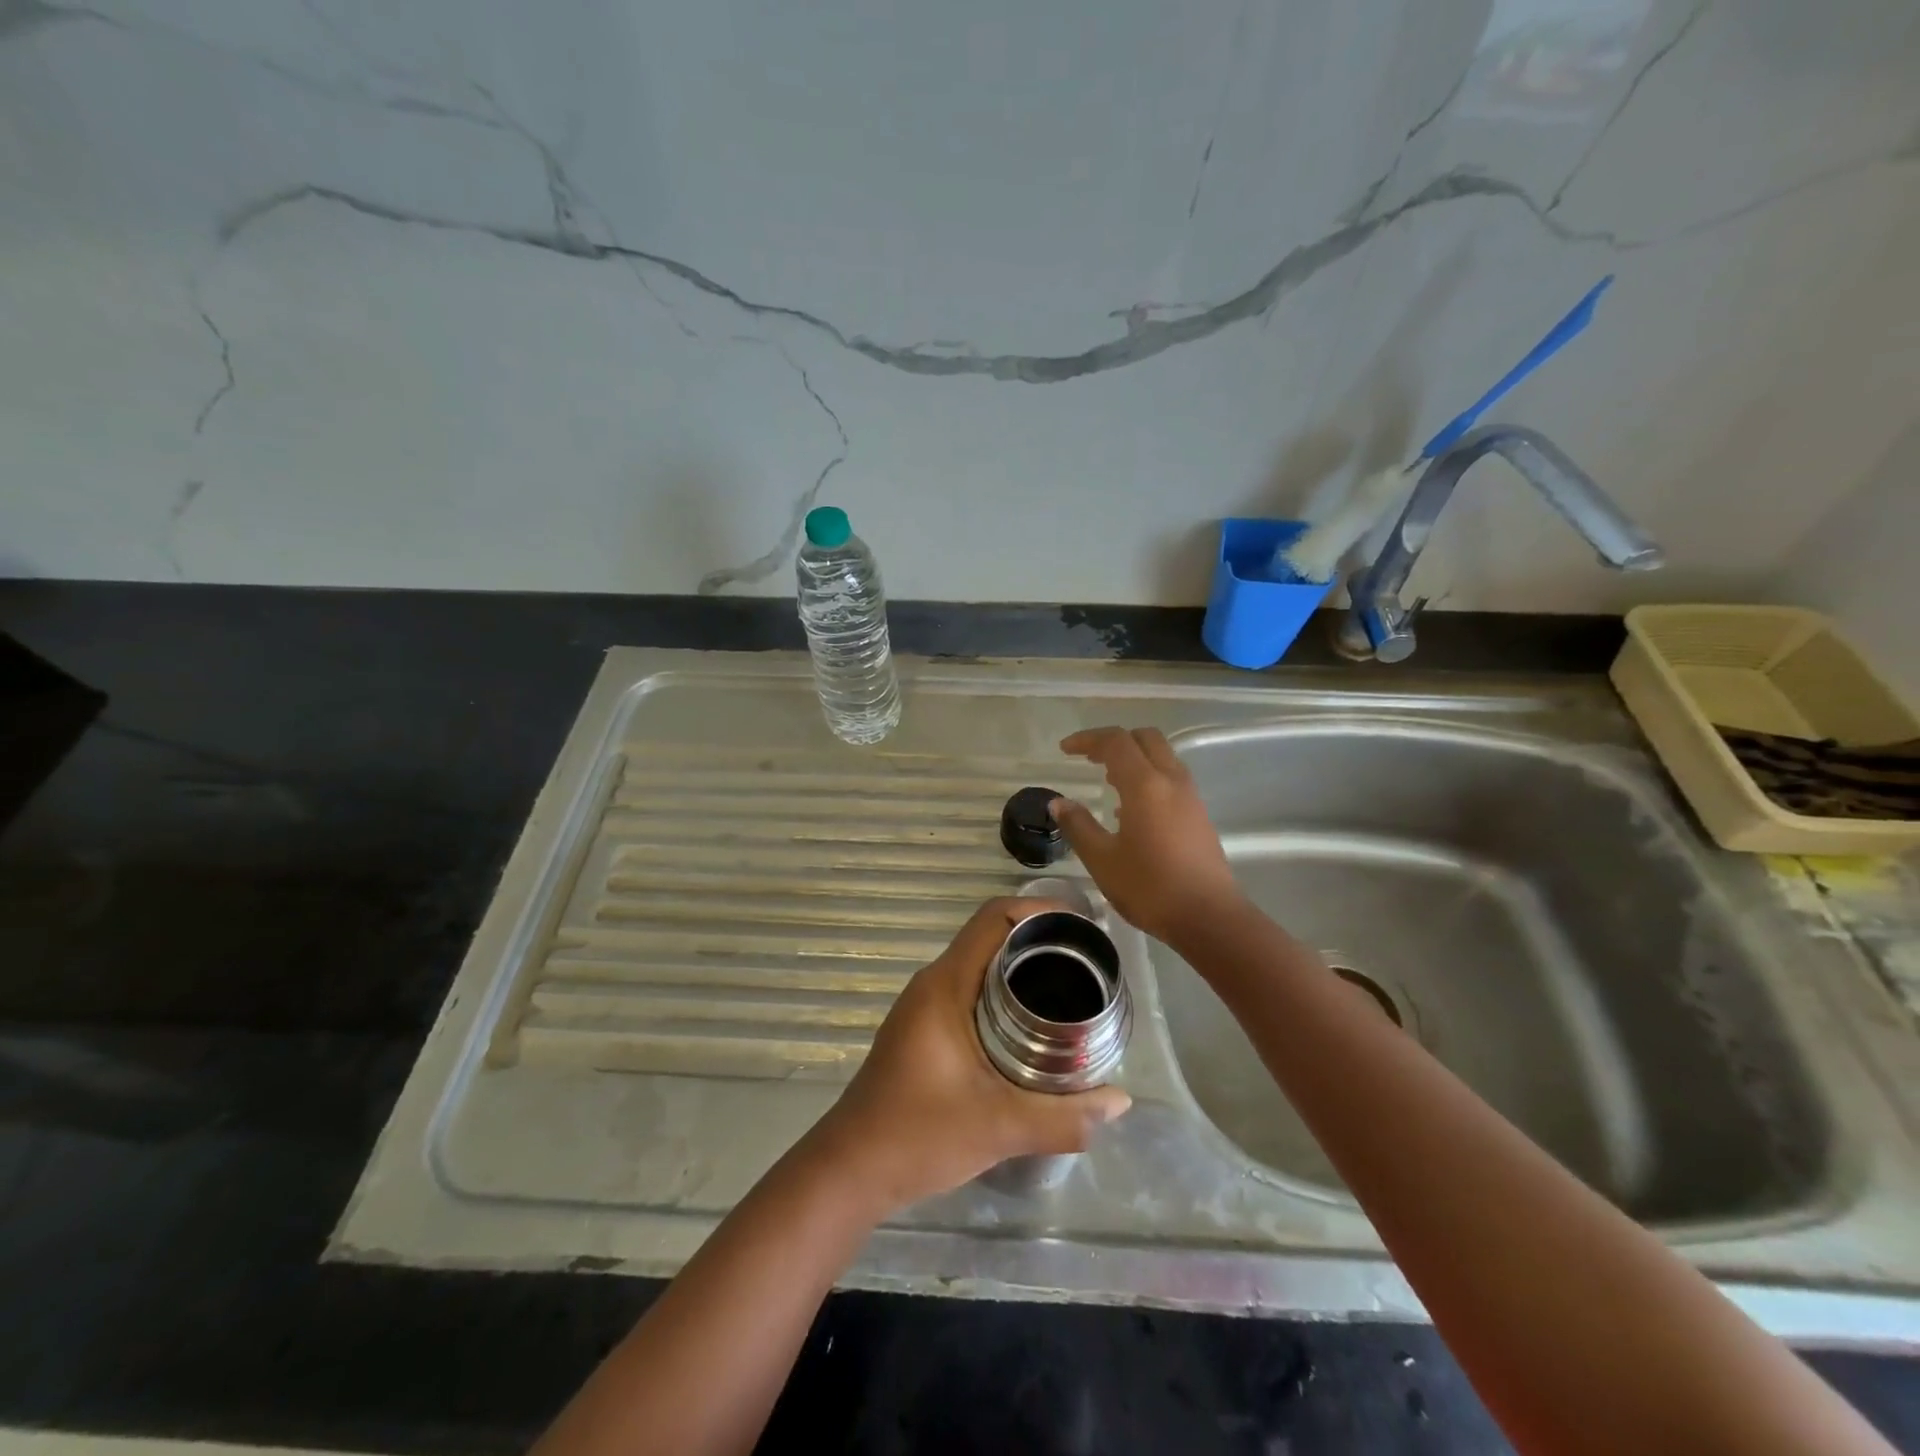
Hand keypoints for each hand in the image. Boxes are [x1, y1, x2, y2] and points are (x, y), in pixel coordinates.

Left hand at [811, 898, 1130, 1215]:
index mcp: (945, 985)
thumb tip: (1120, 1102)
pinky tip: (1033, 1026)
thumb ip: (1062, 1117)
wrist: (851, 1170)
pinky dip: (1004, 993)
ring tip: (1070, 989)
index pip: (993, 918)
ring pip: (980, 965)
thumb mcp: (998, 1127)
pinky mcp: (924, 1029)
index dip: (1038, 910)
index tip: (1081, 928)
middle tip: (1088, 963)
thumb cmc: (918, 1135)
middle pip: (990, 937)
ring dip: (1021, 968)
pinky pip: (971, 991)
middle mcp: (933, 984)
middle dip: (1039, 941)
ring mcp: (925, 1006)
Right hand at [1051, 726, 1243, 943]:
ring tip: (1108, 781)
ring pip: (1162, 756)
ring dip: (1134, 758)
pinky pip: (1171, 778)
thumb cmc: (1150, 888)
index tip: (1065, 749)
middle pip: (1145, 738)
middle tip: (1090, 758)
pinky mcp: (1199, 814)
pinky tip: (1131, 810)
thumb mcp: (1102, 860)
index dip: (1088, 740)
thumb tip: (1058, 803)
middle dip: (1115, 741)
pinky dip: (1148, 777)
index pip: (1115, 742)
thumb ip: (1078, 826)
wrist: (1209, 917)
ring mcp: (1190, 797)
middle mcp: (1171, 780)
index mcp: (1145, 785)